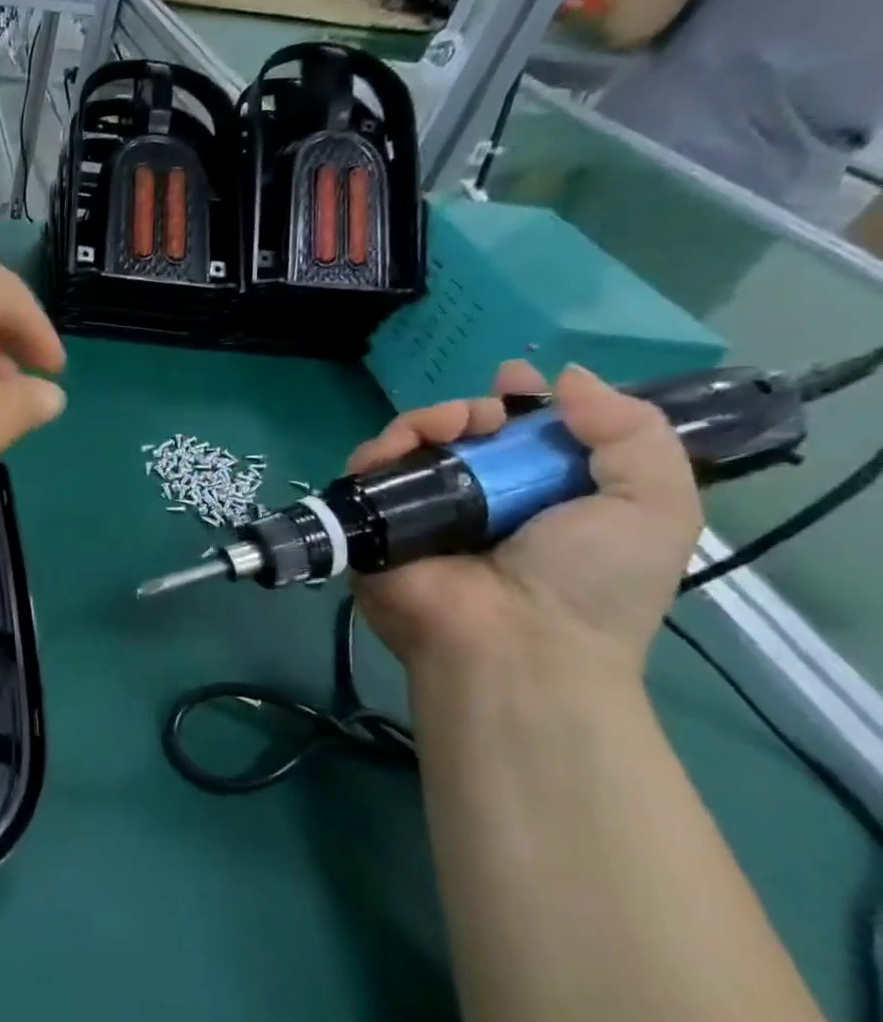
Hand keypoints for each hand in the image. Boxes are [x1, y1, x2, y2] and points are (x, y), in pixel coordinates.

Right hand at [351, 362, 701, 677]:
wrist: (514, 642)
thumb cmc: (591, 580)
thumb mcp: (654, 504)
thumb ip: (631, 432)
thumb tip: (569, 378)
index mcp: (540, 498)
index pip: (521, 438)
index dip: (519, 403)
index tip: (516, 379)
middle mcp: (477, 502)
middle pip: (461, 436)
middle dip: (472, 410)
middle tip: (484, 414)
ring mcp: (420, 514)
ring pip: (410, 446)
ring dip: (427, 420)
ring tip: (450, 426)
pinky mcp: (373, 524)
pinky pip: (366, 474)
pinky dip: (380, 449)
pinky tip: (402, 443)